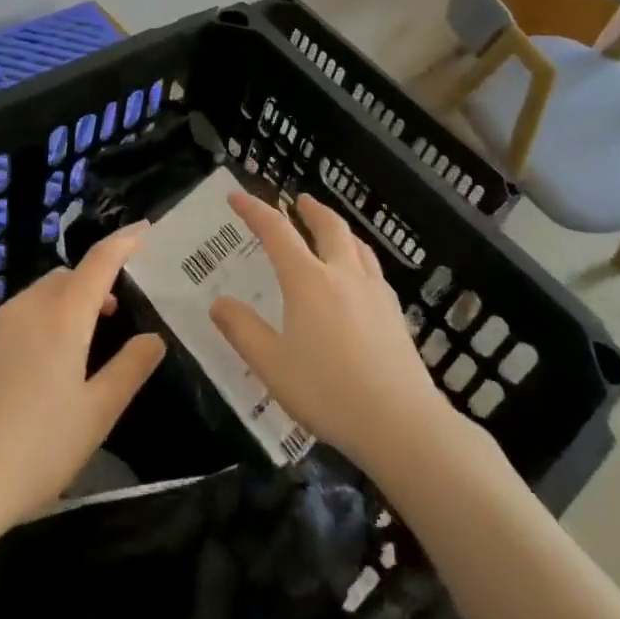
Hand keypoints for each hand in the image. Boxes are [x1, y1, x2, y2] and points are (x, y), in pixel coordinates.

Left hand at [0, 230, 164, 543]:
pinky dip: (35, 323)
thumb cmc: (32, 453)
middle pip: (67, 276)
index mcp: (63, 317)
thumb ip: (129, 370)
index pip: (100, 260)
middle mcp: (26, 308)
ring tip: (76, 346)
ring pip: (37, 296)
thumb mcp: (95, 417)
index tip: (144, 230)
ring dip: (63, 304)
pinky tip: (32, 371)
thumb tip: (153, 338)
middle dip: (94, 282)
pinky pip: (13, 318)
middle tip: (114, 314)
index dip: (125, 241)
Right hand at [210, 192, 456, 475]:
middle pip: (328, 226)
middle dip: (310, 208)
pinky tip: (359, 275)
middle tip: (298, 200)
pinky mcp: (395, 311)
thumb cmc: (328, 392)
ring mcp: (374, 290)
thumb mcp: (272, 366)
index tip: (237, 196)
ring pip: (356, 243)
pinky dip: (358, 255)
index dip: (255, 210)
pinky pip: (373, 267)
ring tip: (330, 229)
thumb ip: (243, 331)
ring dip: (338, 228)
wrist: (401, 422)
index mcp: (308, 281)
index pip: (277, 231)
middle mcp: (343, 274)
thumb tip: (218, 303)